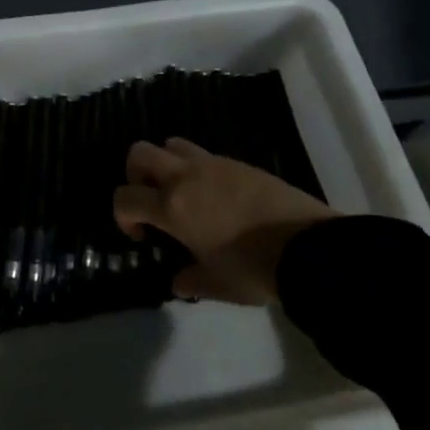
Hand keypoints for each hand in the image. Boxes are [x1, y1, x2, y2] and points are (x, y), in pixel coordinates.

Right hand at [113, 139, 335, 304]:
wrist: (307, 248)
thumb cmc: (254, 269)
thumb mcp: (218, 285)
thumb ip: (191, 281)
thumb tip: (178, 281)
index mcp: (172, 207)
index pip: (125, 197)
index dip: (123, 216)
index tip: (142, 236)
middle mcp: (185, 177)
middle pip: (140, 152)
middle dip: (136, 175)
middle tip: (151, 201)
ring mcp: (213, 164)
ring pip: (172, 144)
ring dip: (167, 164)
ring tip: (183, 194)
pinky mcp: (238, 162)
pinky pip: (205, 155)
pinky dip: (198, 170)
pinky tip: (216, 198)